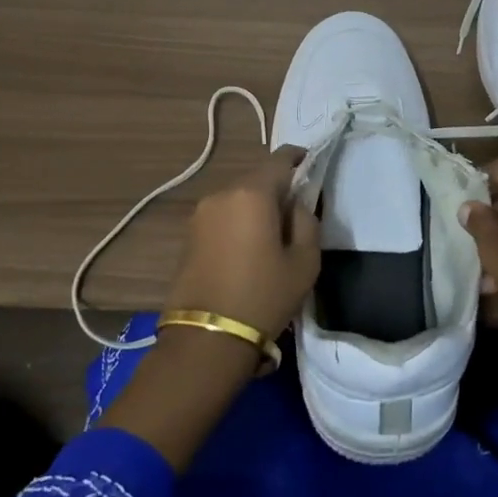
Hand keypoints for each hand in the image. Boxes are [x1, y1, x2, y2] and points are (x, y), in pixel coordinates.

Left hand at [164, 148, 320, 339]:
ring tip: (272, 234)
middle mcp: (221, 194)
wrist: (206, 338)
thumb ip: (307, 222)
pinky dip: (238, 222)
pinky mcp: (188, 236)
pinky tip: (248, 247)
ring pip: (237, 198)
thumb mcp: (304, 262)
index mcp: (251, 193)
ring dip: (255, 207)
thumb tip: (296, 205)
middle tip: (296, 210)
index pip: (278, 159)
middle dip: (277, 187)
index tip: (310, 161)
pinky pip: (222, 217)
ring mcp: (200, 214)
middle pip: (256, 179)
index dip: (297, 157)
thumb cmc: (263, 296)